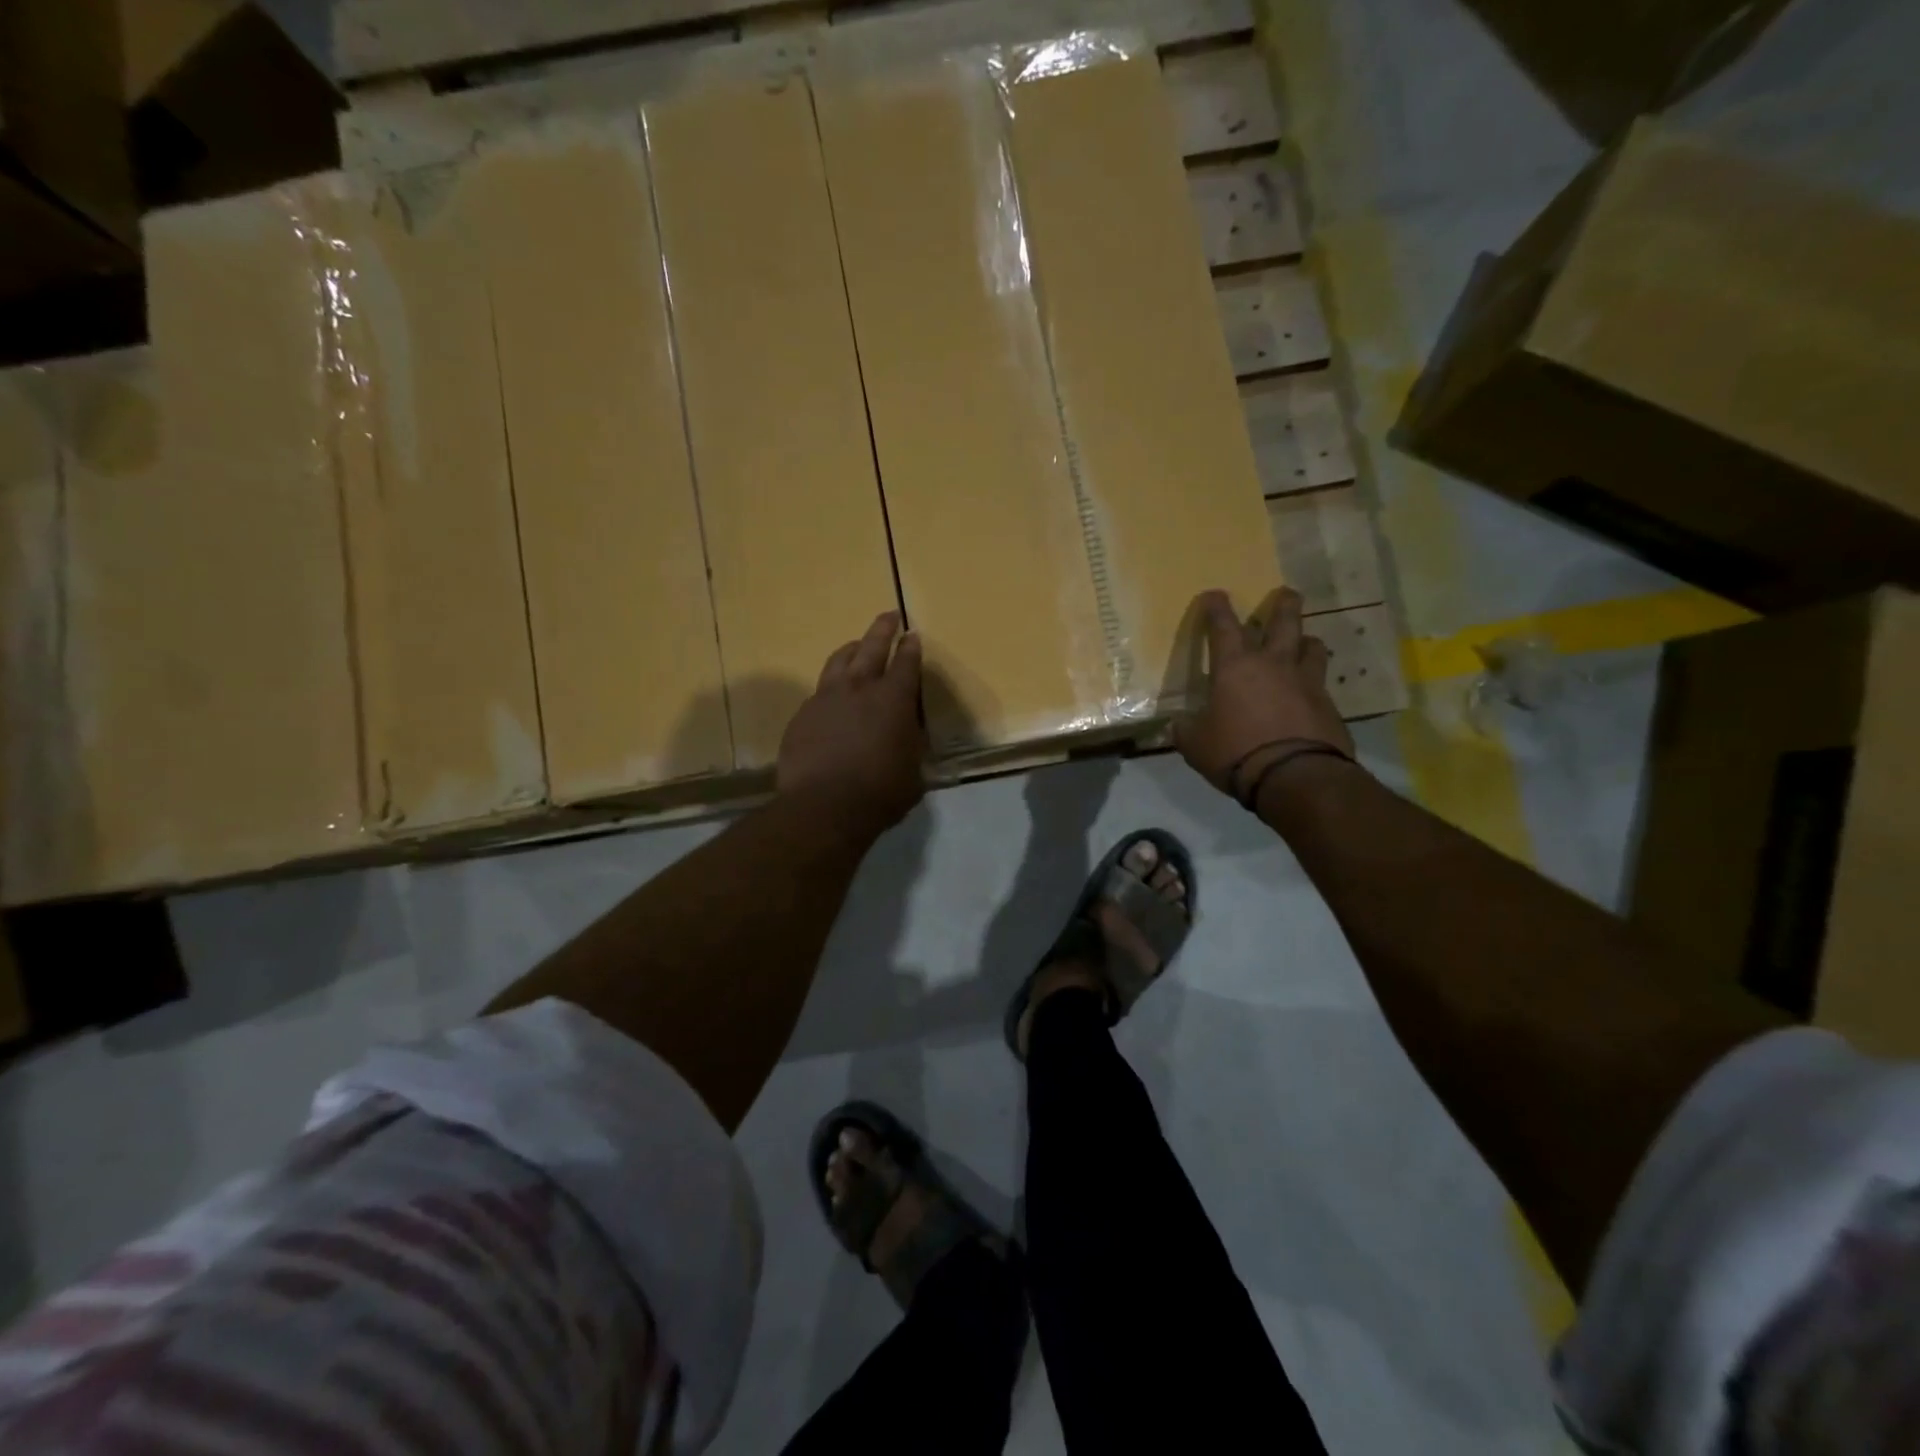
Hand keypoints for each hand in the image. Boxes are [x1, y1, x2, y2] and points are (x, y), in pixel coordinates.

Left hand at [778, 611, 926, 837]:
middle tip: (888, 616)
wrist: (824, 806)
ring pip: (839, 661)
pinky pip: (818, 692)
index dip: (911, 648)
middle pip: (872, 647)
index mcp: (894, 700)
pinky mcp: (802, 715)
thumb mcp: (913, 772)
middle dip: (882, 629)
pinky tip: (830, 696)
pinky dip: (829, 687)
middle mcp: (859, 689)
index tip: (913, 635)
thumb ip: (912, 746)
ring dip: (851, 649)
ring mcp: (826, 699)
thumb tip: (909, 736)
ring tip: (856, 645)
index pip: (907, 663)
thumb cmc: (881, 792)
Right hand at [1173, 587, 1353, 798]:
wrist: (1295, 776)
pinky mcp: (1329, 705)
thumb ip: (1186, 730)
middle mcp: (1273, 664)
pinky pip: (1322, 684)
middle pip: (1284, 623)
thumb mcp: (1196, 745)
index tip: (1215, 594)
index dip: (1217, 608)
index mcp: (1235, 667)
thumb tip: (1178, 725)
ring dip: (1306, 641)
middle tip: (1287, 593)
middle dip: (1284, 605)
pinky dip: (1314, 682)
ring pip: (1311, 647)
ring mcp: (1306, 682)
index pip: (1223, 627)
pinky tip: (1310, 693)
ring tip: (1304, 642)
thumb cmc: (1235, 751)